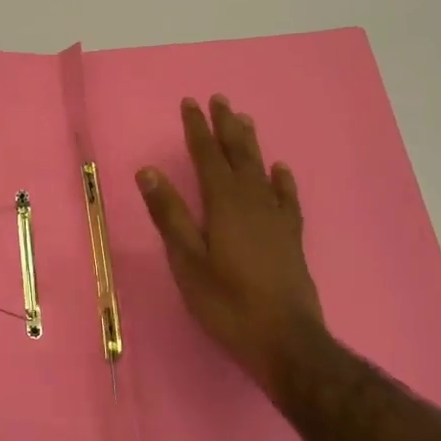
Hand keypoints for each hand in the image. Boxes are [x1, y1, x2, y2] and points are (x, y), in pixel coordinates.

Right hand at [136, 95, 329, 392]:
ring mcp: (276, 218)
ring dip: (251, 143)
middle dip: (226, 126)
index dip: (197, 129)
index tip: (190, 103)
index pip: (207, 156)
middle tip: (219, 100)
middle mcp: (252, 201)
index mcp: (223, 204)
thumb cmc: (227, 303)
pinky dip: (282, 179)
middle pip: (238, 154)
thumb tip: (148, 171)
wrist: (286, 341)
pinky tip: (280, 169)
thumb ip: (169, 214)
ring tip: (244, 120)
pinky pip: (287, 196)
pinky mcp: (291, 237)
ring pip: (262, 169)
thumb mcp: (187, 261)